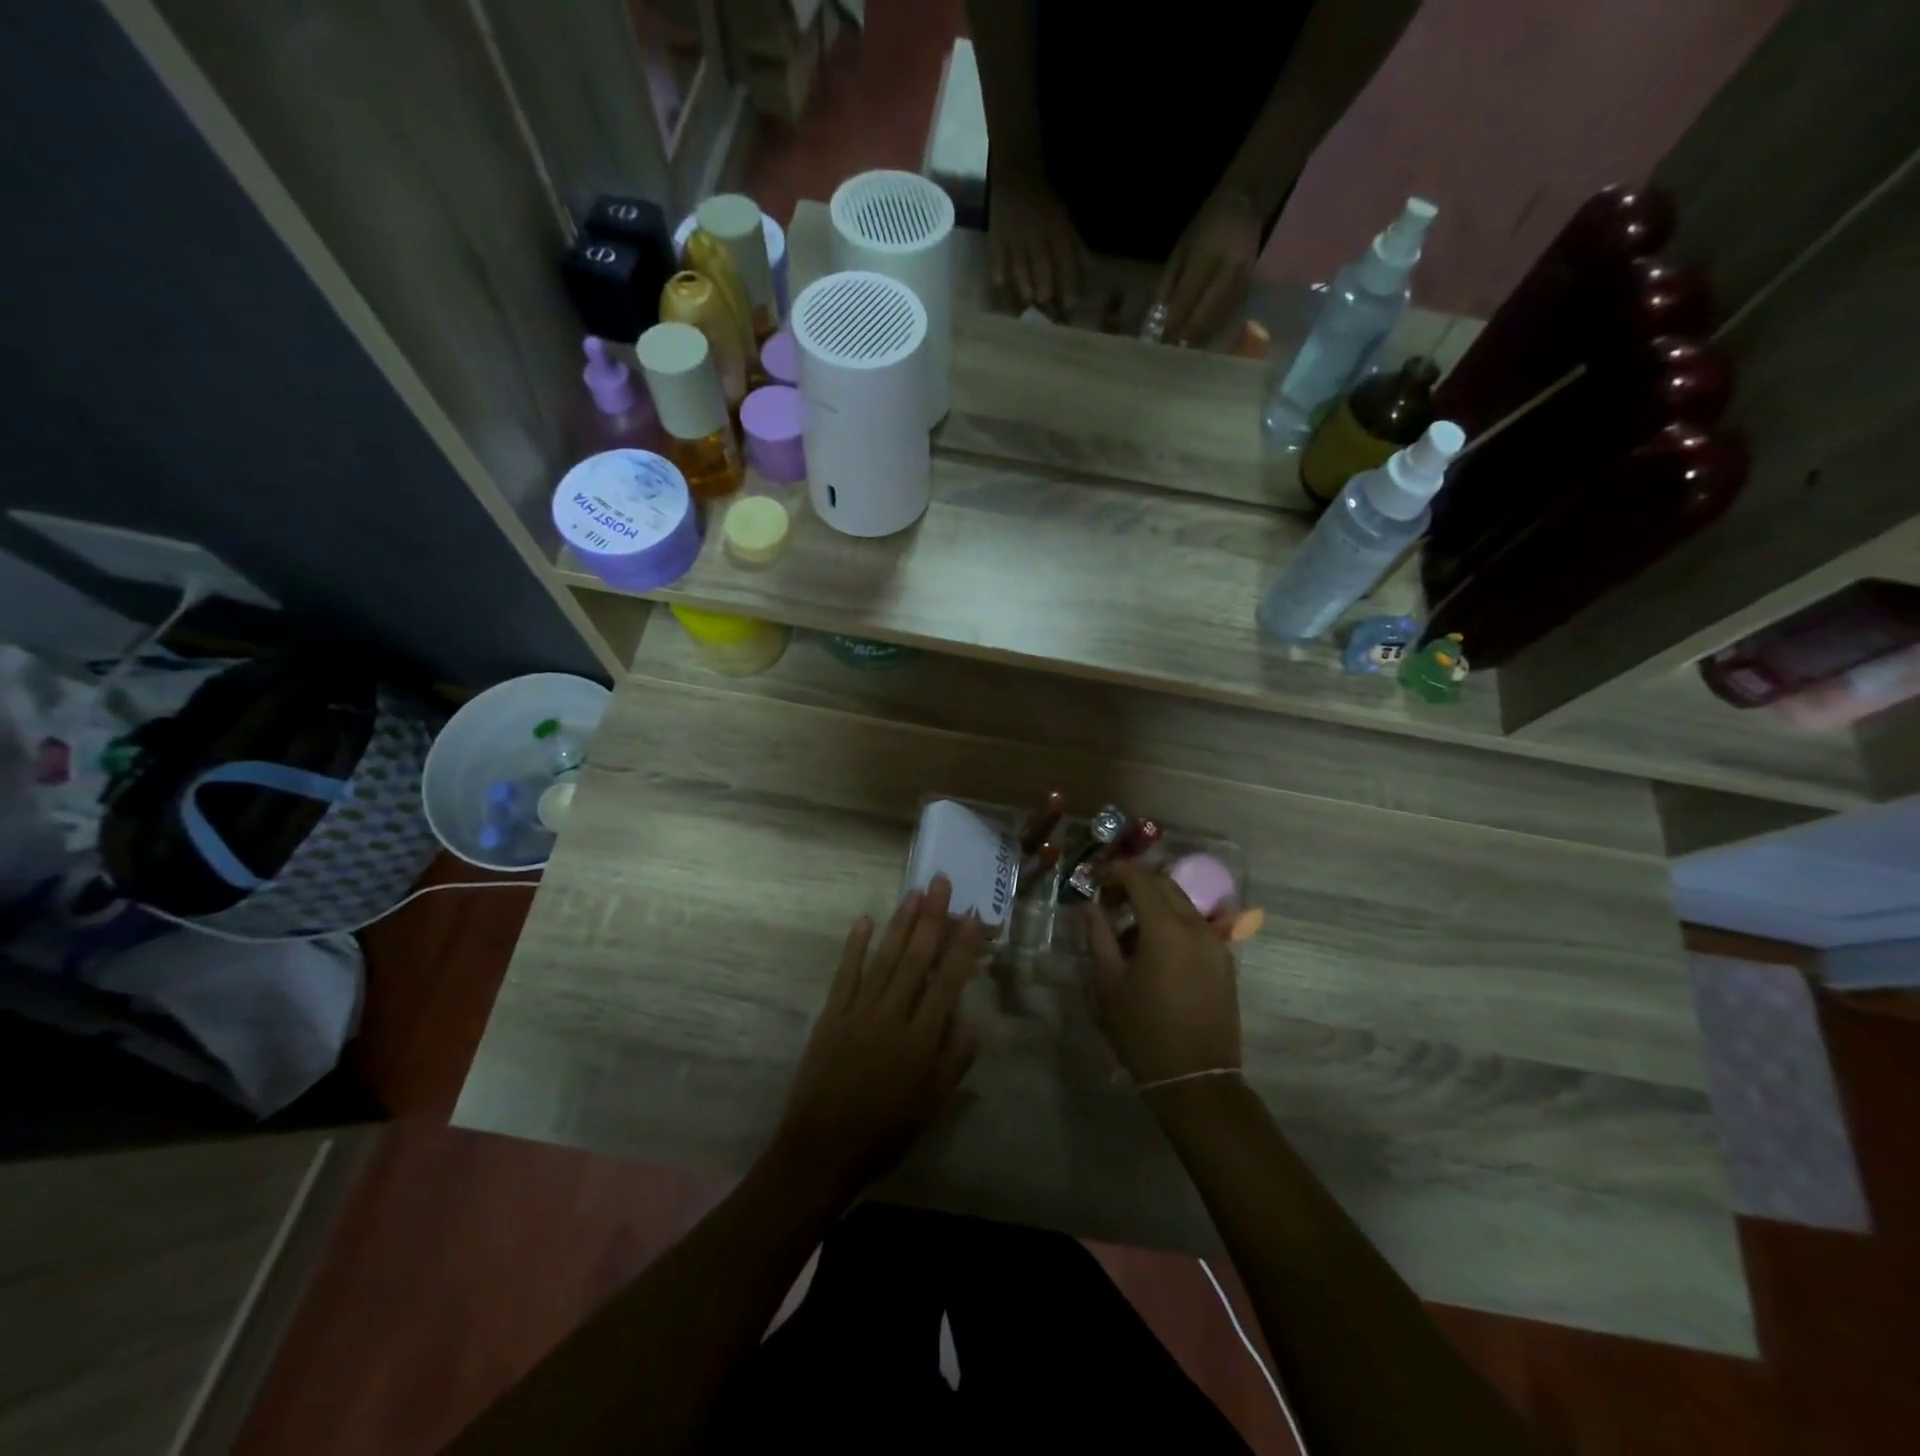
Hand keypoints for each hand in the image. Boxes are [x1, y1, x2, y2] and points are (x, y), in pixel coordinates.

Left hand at [774, 876, 984, 1201]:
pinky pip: (845, 975)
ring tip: (913, 893)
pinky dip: (854, 947)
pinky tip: (864, 921)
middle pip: (916, 960)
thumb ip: (953, 1062)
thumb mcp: (930, 1107)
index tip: (972, 916)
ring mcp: (858, 1013)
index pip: (947, 983)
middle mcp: (892, 1018)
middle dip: (931, 919)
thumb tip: (973, 1022)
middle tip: (941, 882)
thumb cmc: (884, 1133)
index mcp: (920, 1041)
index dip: (962, 948)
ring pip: (884, 960)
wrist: (821, 1151)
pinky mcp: (831, 1016)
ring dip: (900, 924)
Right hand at [988, 167, 1086, 315]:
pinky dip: (1000, 277)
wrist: (1016, 174)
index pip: (1065, 262)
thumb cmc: (1044, 203)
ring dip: (1025, 289)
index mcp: (1057, 231)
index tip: (1070, 305)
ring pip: (1021, 271)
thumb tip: (1088, 272)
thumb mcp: (1064, 220)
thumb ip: (1074, 247)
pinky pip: (998, 262)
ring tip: (1029, 303)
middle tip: (1048, 310)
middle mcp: (1037, 237)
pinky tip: (1003, 290)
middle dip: (1046, 293)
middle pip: (1043, 271)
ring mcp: (1015, 239)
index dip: (1069, 285)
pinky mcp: (996, 239)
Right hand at [1085, 861, 1241, 1086]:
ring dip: (1155, 904)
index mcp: (1166, 927)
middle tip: (1108, 900)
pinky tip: (1154, 950)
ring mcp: (1216, 943)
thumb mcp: (1108, 983)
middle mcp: (1196, 926)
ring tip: (1128, 929)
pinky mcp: (1225, 962)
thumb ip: (1098, 936)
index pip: (1140, 879)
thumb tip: (1091, 907)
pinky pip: (1196, 926)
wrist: (1196, 1079)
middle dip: (1135, 883)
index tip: (1096, 879)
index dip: (1116, 871)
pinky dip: (1173, 923)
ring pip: (1183, 904)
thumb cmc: (1143, 1030)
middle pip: (1165, 885)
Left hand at [1153, 190, 1262, 345]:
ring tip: (1183, 348)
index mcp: (1207, 255)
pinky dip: (1213, 329)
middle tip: (1170, 350)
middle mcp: (1228, 270)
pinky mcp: (1251, 287)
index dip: (1172, 323)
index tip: (1159, 340)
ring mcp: (1243, 280)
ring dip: (1199, 337)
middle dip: (1185, 335)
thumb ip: (1168, 283)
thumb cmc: (1206, 225)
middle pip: (1203, 315)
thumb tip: (1159, 317)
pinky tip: (1201, 337)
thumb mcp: (1180, 249)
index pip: (1186, 299)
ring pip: (1217, 320)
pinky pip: (1229, 316)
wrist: (1245, 204)